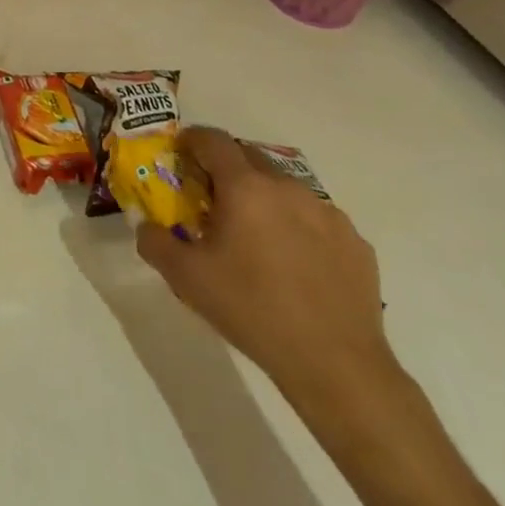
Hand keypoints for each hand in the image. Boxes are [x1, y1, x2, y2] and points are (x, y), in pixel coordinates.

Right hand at [135, 127, 397, 409]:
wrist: (336, 365)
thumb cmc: (251, 309)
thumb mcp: (185, 277)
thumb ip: (154, 241)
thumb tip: (147, 226)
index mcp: (245, 188)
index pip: (213, 140)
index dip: (192, 140)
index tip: (180, 154)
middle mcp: (288, 189)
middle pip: (250, 158)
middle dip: (227, 169)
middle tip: (212, 199)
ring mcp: (328, 215)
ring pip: (285, 189)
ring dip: (264, 198)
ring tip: (255, 235)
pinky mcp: (356, 243)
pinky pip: (317, 219)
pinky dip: (298, 226)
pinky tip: (293, 263)